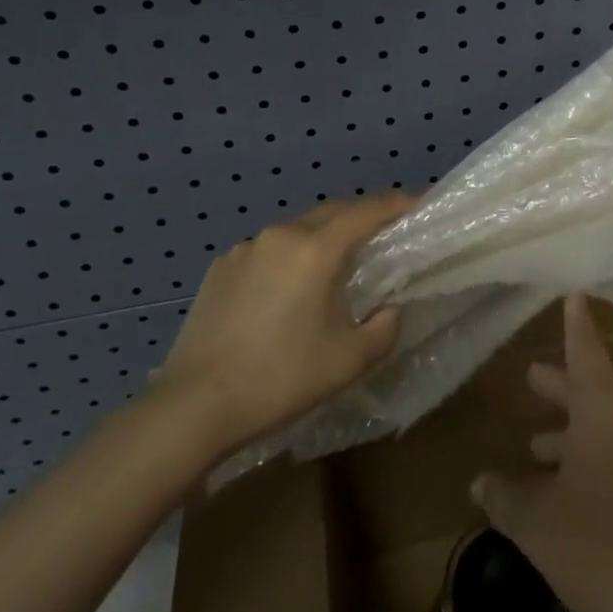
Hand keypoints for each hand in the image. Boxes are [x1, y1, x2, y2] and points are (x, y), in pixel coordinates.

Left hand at [149, 191, 416, 457]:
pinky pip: (269, 249)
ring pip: (299, 228)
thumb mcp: (349, 361)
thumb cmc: (280, 379)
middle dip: (363, 215)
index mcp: (316, 250)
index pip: (368, 211)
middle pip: (333, 211)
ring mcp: (246, 249)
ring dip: (325, 236)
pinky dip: (291, 255)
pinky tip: (289, 289)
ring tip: (338, 263)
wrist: (192, 407)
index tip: (420, 204)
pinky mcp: (221, 268)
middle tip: (386, 232)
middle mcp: (281, 235)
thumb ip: (384, 327)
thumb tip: (389, 308)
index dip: (398, 203)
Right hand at [470, 294, 612, 611]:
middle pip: (593, 389)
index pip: (584, 349)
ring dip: (574, 433)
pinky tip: (575, 495)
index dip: (574, 323)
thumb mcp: (541, 525)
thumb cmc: (606, 547)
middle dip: (561, 388)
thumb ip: (508, 499)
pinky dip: (596, 460)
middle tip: (534, 378)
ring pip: (608, 426)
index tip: (574, 292)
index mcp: (604, 406)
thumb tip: (481, 482)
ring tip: (539, 448)